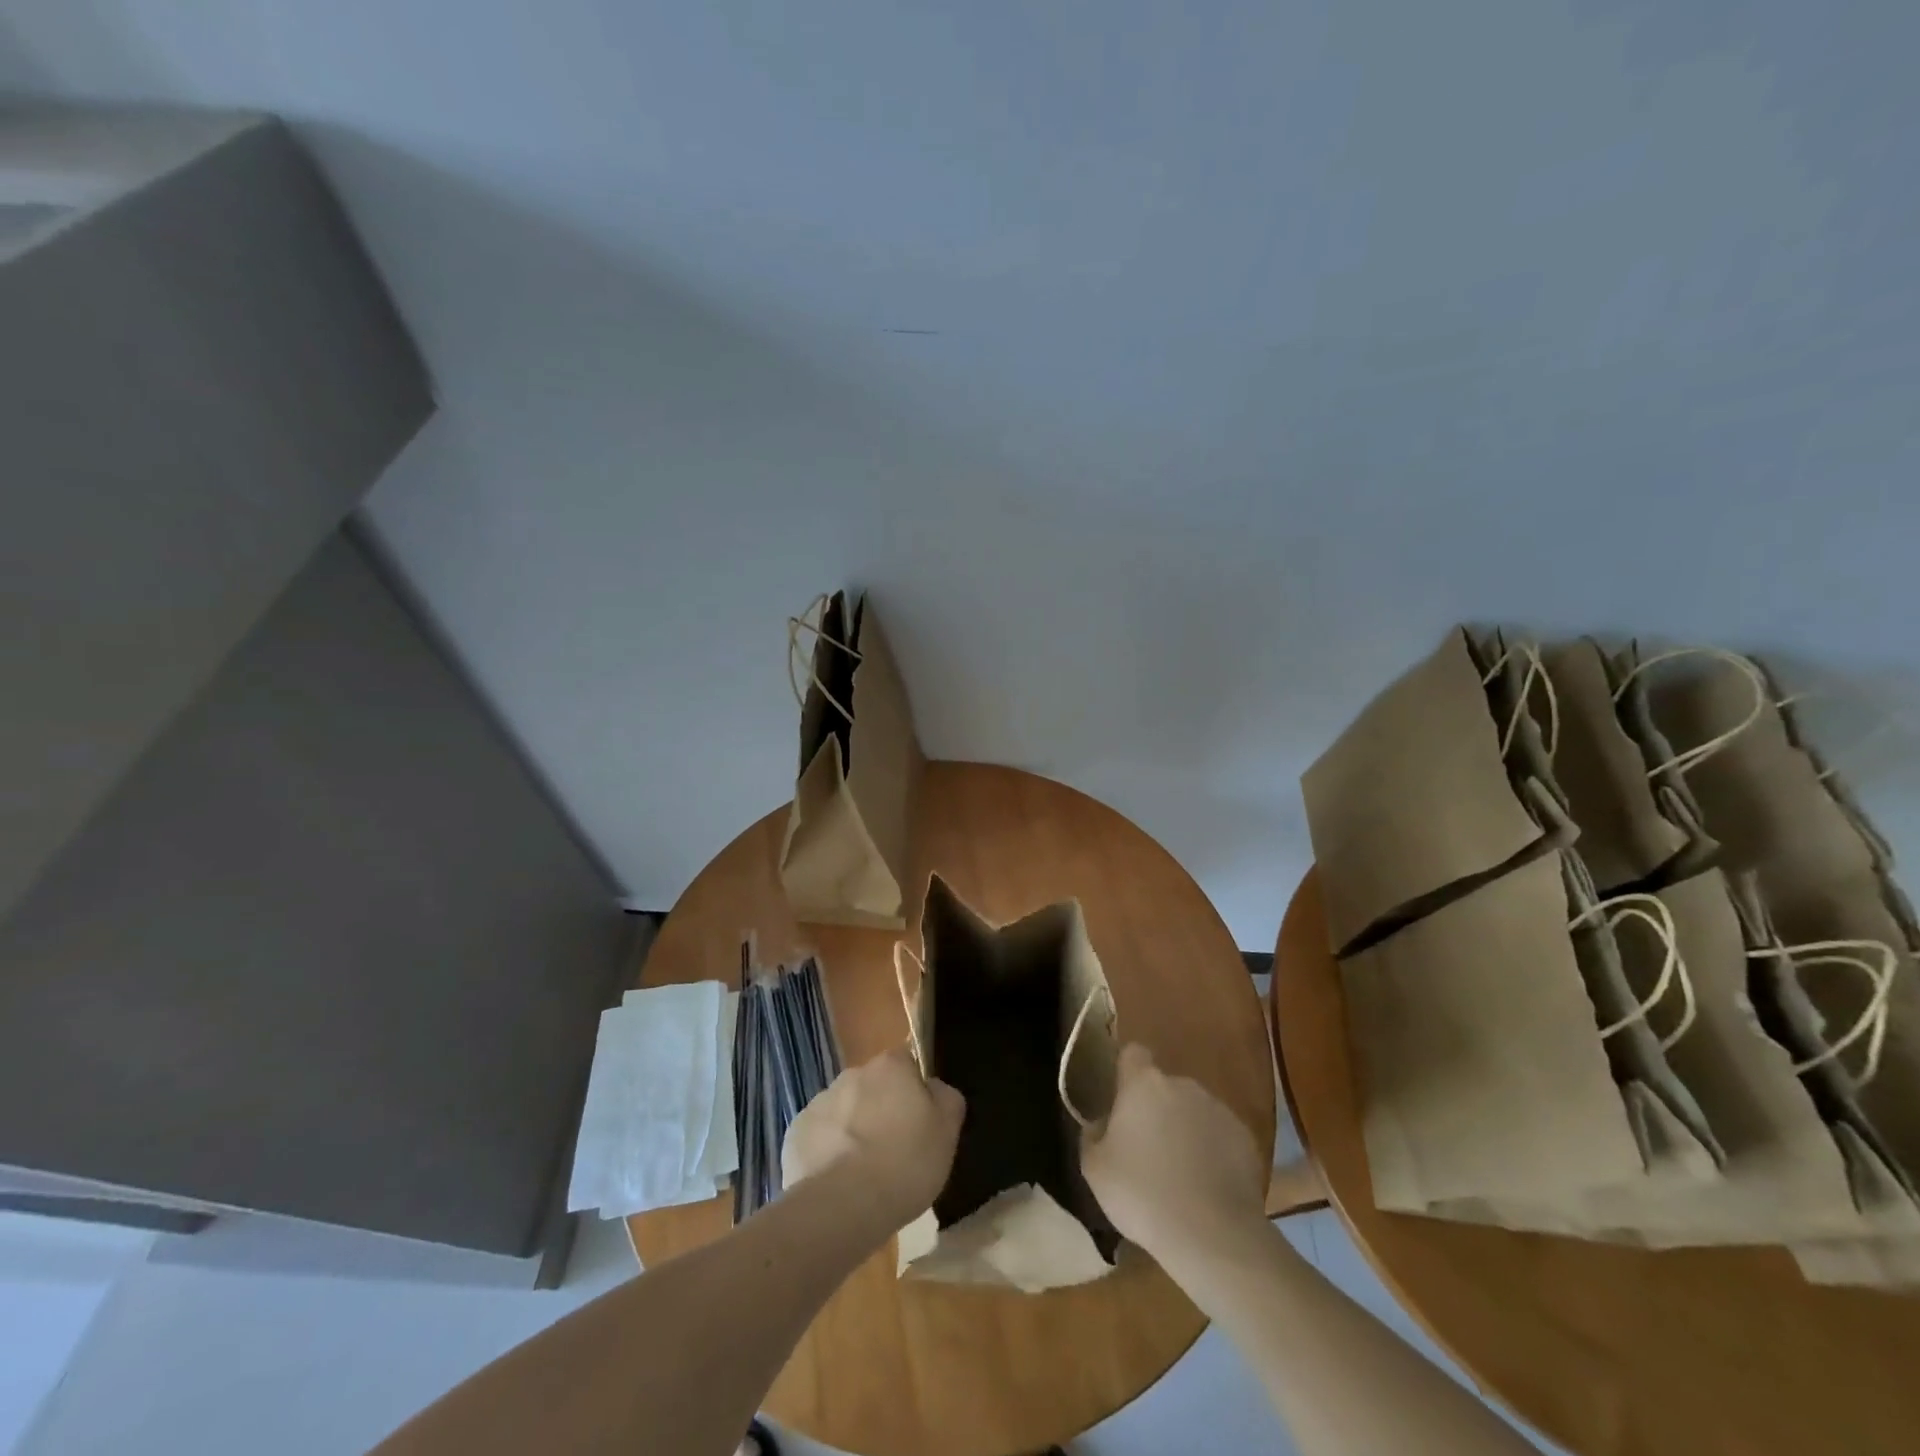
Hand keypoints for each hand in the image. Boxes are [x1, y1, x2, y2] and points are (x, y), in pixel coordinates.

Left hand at [782, 1047, 965, 1231]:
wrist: (843, 1205)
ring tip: (863, 1173)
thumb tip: (933, 1088)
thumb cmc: (905, 1163)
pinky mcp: (796, 1134)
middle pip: (873, 1086)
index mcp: (890, 1066)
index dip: (914, 1090)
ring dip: (853, 1130)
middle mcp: (852, 1074)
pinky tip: (838, 1183)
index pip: (907, 1062)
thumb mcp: (947, 1132)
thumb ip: (946, 1098)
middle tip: (893, 1150)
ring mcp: (820, 1102)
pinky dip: (828, 1153)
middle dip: (881, 1109)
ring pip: (844, 1111)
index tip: (919, 1121)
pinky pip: (819, 1137)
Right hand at [1081, 1043, 1266, 1267]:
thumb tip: (1098, 1124)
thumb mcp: (1095, 1169)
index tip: (1120, 1101)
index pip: (1133, 1053)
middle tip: (1145, 1149)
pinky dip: (1211, 1151)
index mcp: (1144, 1084)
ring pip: (1192, 1110)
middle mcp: (1183, 1085)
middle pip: (1163, 1086)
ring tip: (1178, 1174)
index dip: (1125, 1072)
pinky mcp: (1245, 1139)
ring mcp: (1218, 1110)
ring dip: (1183, 1129)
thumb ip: (1092, 1136)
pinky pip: (1219, 1135)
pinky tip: (1205, 1187)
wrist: (1213, 1236)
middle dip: (1155, 1109)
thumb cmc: (1143, 1194)